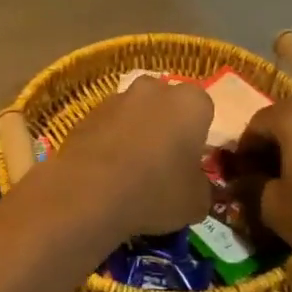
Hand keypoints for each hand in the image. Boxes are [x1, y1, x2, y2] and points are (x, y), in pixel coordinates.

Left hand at [48, 78, 213, 238]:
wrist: (90, 192)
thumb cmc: (156, 191)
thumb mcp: (196, 202)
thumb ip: (201, 187)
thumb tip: (195, 186)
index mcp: (190, 102)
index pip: (204, 109)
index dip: (198, 135)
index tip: (191, 159)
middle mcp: (154, 89)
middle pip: (167, 104)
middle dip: (167, 125)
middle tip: (164, 161)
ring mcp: (117, 98)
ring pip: (135, 112)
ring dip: (136, 131)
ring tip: (132, 170)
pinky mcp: (87, 113)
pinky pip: (108, 125)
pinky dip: (110, 141)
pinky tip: (107, 172)